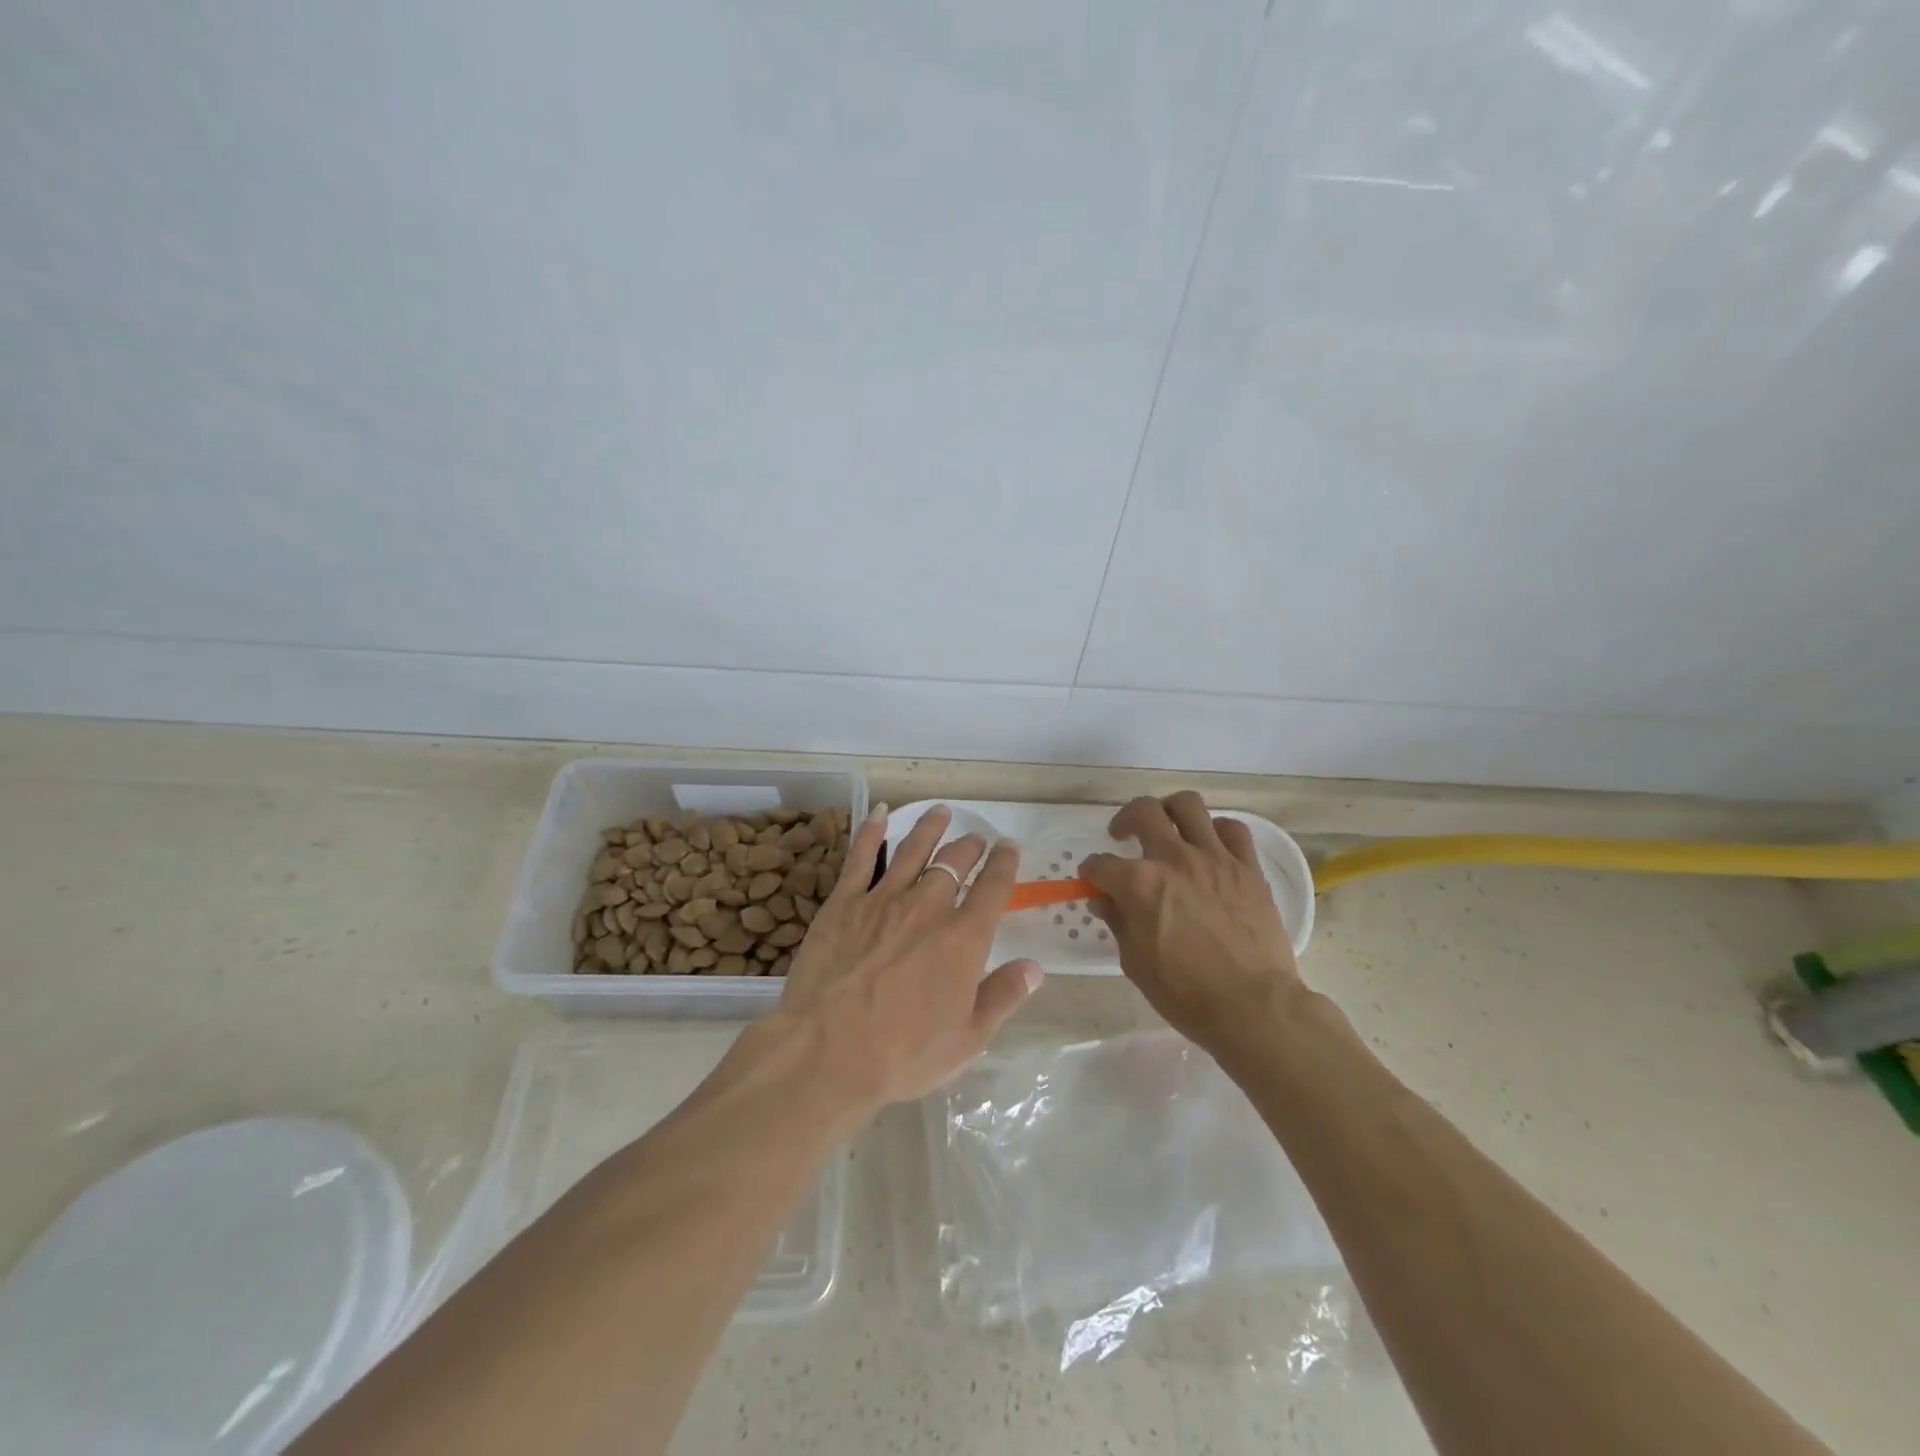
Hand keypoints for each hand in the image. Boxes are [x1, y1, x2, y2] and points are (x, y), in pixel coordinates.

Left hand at [771, 804, 1042, 1115]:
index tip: (1010, 847)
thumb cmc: (903, 1054)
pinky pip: (861, 857)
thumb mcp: (967, 1039)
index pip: (993, 887)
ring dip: (931, 828)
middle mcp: (928, 907)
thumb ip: (1003, 996)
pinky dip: (872, 831)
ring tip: (941, 812)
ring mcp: (883, 899)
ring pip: (913, 850)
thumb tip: (1034, 967)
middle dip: (970, 846)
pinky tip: (879, 813)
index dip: (1005, 863)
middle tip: (976, 839)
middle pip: (955, 862)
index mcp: (964, 938)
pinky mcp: (844, 902)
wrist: (828, 1051)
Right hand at [1081, 792, 1305, 1055]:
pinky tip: (1210, 846)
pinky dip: (1216, 830)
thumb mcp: (1135, 963)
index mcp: (1140, 884)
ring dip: (1170, 811)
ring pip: (1188, 805)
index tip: (1093, 880)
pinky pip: (1232, 829)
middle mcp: (1175, 859)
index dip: (1092, 871)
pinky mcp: (1248, 868)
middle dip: (1125, 819)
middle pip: (1143, 812)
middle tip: (1124, 835)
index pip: (1101, 864)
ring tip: (1168, 827)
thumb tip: (1104, 899)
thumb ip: (1118, 922)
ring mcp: (1215, 858)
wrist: (1254, 1007)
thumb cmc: (1186, 994)